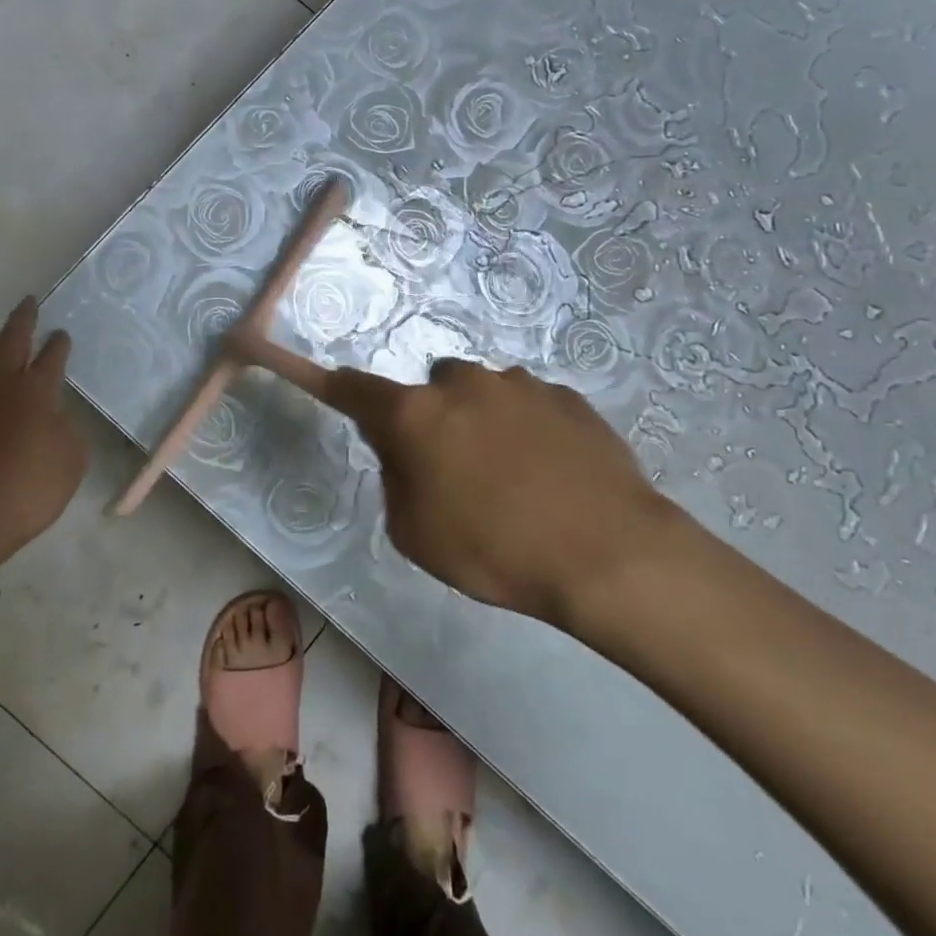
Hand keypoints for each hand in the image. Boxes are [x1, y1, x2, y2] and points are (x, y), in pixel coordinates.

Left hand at [0, 298, 87, 579]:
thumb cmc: (28, 489)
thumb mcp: (71, 460)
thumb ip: (66, 430)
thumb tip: (52, 416)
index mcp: (35, 390)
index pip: (51, 356)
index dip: (58, 343)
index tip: (61, 333)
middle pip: (10, 341)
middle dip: (22, 320)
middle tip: (28, 304)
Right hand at [322, 360, 679, 624]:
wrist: (609, 553)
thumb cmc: (497, 551)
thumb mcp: (417, 535)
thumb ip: (396, 481)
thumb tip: (405, 454)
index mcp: (417, 415)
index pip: (357, 389)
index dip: (336, 387)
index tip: (327, 382)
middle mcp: (464, 384)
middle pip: (432, 388)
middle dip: (434, 416)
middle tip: (455, 466)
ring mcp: (519, 384)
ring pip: (483, 392)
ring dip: (483, 420)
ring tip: (515, 475)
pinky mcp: (566, 395)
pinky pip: (529, 404)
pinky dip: (528, 427)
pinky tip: (552, 472)